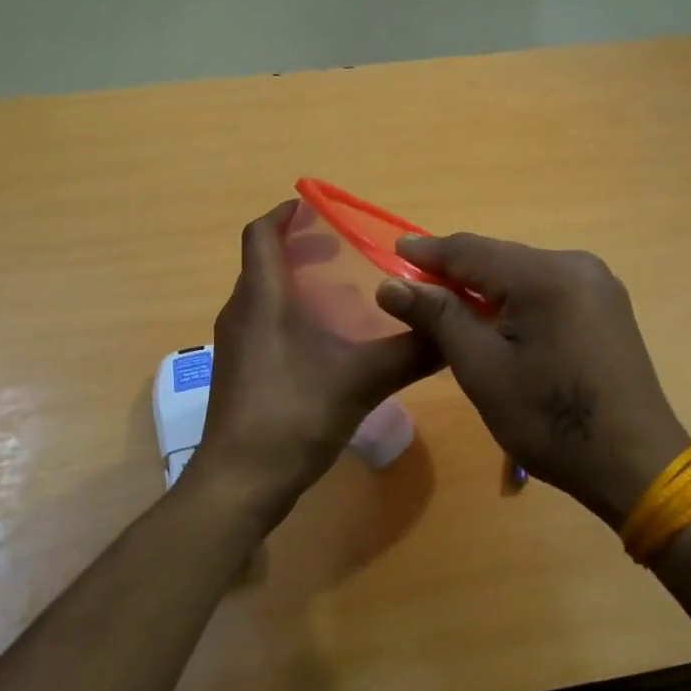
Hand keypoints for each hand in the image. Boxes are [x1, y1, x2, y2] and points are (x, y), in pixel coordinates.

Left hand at [186, 202, 439, 531]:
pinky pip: (264, 321)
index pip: (261, 234)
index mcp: (262, 298)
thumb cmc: (292, 416)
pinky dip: (292, 312)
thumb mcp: (360, 381)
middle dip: (302, 247)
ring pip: (265, 294)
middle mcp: (242, 312)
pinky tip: (327, 339)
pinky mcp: (241, 370)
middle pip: (265, 261)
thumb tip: (454, 331)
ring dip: (298, 281)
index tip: (318, 207)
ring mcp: (236, 344)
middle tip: (346, 249)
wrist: (239, 483)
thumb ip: (409, 352)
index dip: (285, 214)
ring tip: (344, 291)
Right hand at [376, 234, 689, 525]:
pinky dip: (515, 298)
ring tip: (448, 303)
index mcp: (544, 275)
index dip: (427, 252)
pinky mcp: (607, 304)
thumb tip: (391, 285)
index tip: (393, 253)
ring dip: (485, 285)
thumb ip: (438, 317)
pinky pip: (547, 287)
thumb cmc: (550, 421)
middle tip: (414, 286)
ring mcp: (597, 283)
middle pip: (498, 257)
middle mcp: (575, 264)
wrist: (636, 464)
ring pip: (522, 272)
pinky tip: (497, 318)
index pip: (470, 250)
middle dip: (455, 271)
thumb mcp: (482, 369)